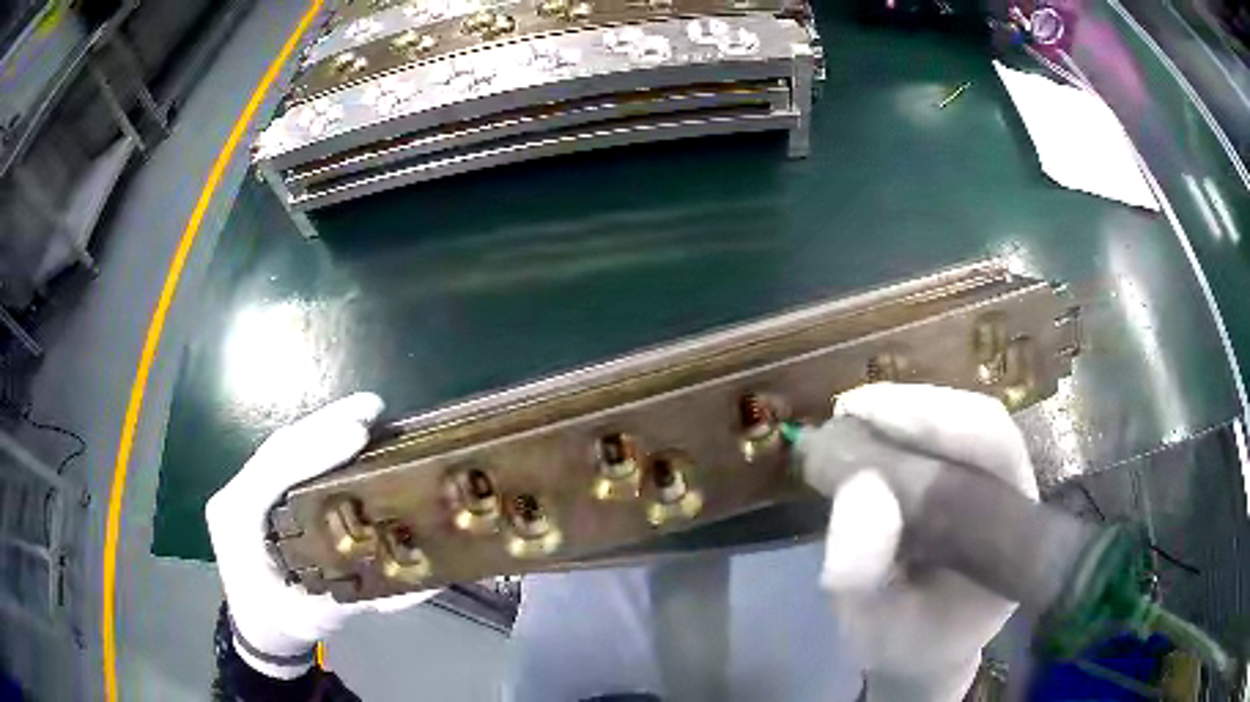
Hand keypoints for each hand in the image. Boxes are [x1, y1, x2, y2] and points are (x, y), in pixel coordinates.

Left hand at [206, 393, 433, 678]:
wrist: (257, 627)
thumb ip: (360, 598)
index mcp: (237, 521)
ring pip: (282, 446)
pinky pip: (287, 458)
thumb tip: (418, 585)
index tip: (358, 433)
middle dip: (325, 423)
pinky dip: (318, 441)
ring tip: (367, 412)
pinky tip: (346, 432)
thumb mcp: (315, 618)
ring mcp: (244, 488)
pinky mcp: (258, 490)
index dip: (313, 449)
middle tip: (373, 408)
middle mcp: (235, 494)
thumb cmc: (280, 624)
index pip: (271, 472)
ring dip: (324, 425)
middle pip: (279, 447)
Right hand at [802, 383, 1039, 701]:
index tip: (866, 416)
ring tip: (847, 420)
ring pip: (959, 422)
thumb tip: (860, 487)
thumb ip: (865, 579)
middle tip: (848, 412)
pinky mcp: (964, 480)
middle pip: (979, 422)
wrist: (920, 650)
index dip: (937, 422)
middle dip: (913, 410)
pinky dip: (895, 430)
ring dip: (901, 414)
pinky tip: (860, 434)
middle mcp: (1013, 495)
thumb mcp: (876, 629)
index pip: (994, 448)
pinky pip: (936, 440)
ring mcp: (992, 483)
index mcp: (1013, 535)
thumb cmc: (905, 645)